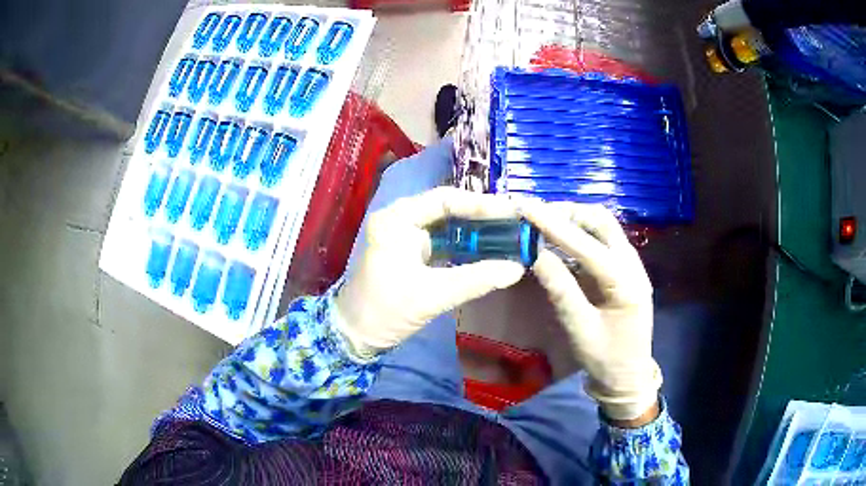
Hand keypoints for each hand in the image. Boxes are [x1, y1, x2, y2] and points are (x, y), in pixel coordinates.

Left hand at [335, 187, 525, 358]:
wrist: (356, 335)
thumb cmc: (385, 310)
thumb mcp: (432, 295)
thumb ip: (475, 280)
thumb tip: (517, 268)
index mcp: (398, 219)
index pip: (445, 200)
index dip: (480, 204)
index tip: (512, 211)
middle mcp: (402, 219)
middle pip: (448, 209)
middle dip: (482, 215)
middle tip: (516, 220)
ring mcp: (407, 236)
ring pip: (448, 225)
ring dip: (477, 230)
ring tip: (510, 231)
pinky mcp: (413, 252)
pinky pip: (445, 242)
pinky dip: (467, 246)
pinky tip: (490, 249)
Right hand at [521, 202, 661, 421]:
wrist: (629, 376)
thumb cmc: (606, 359)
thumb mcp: (580, 330)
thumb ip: (560, 291)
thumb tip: (534, 254)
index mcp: (627, 284)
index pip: (588, 246)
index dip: (555, 225)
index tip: (526, 209)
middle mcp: (633, 265)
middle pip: (602, 222)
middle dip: (568, 212)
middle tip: (535, 215)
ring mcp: (631, 265)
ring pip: (603, 227)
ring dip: (574, 219)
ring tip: (542, 222)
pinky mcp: (623, 269)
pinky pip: (601, 241)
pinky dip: (579, 234)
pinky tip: (558, 241)